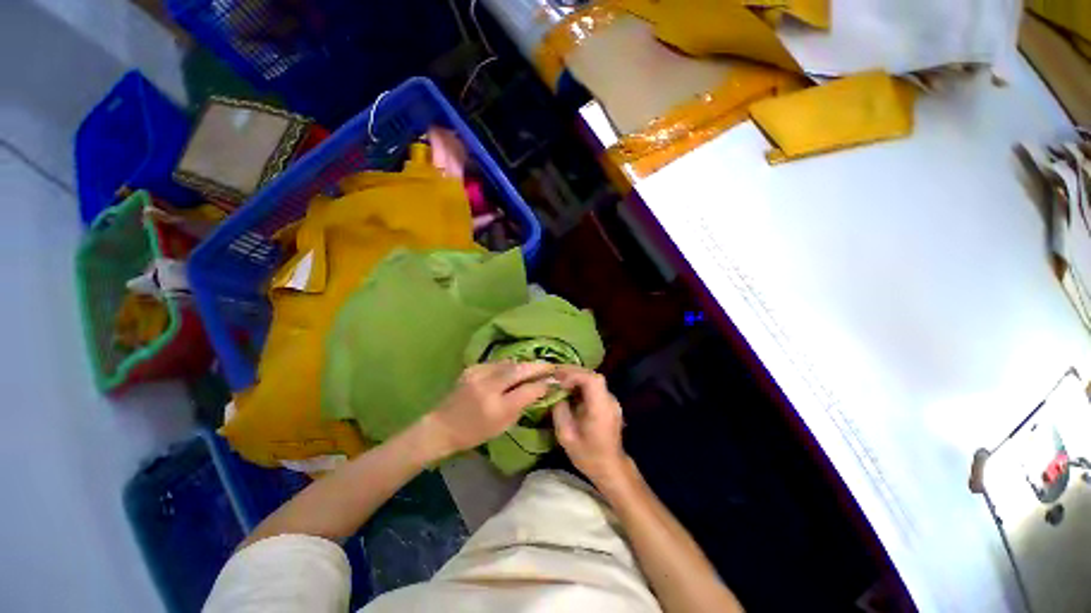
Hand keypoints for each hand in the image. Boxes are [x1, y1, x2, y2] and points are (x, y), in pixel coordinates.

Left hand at [423, 361, 556, 458]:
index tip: (554, 380)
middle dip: (538, 366)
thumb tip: (539, 389)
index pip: (528, 390)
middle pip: (519, 370)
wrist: (442, 426)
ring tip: (535, 366)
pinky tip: (514, 369)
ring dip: (524, 364)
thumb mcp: (503, 425)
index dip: (543, 383)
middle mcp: (488, 387)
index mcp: (497, 407)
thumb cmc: (475, 432)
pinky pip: (498, 363)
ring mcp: (478, 374)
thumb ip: (522, 405)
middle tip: (551, 366)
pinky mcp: (473, 367)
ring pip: (509, 363)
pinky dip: (509, 365)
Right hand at [552, 366, 630, 487]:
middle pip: (593, 376)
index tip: (559, 381)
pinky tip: (571, 391)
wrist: (611, 468)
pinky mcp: (609, 404)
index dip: (574, 375)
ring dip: (577, 377)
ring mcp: (611, 401)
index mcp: (600, 408)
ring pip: (594, 380)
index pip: (591, 380)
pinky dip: (582, 384)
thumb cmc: (588, 455)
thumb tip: (556, 396)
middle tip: (556, 374)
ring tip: (561, 381)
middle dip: (573, 372)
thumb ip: (560, 412)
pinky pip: (595, 387)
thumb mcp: (566, 437)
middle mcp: (609, 400)